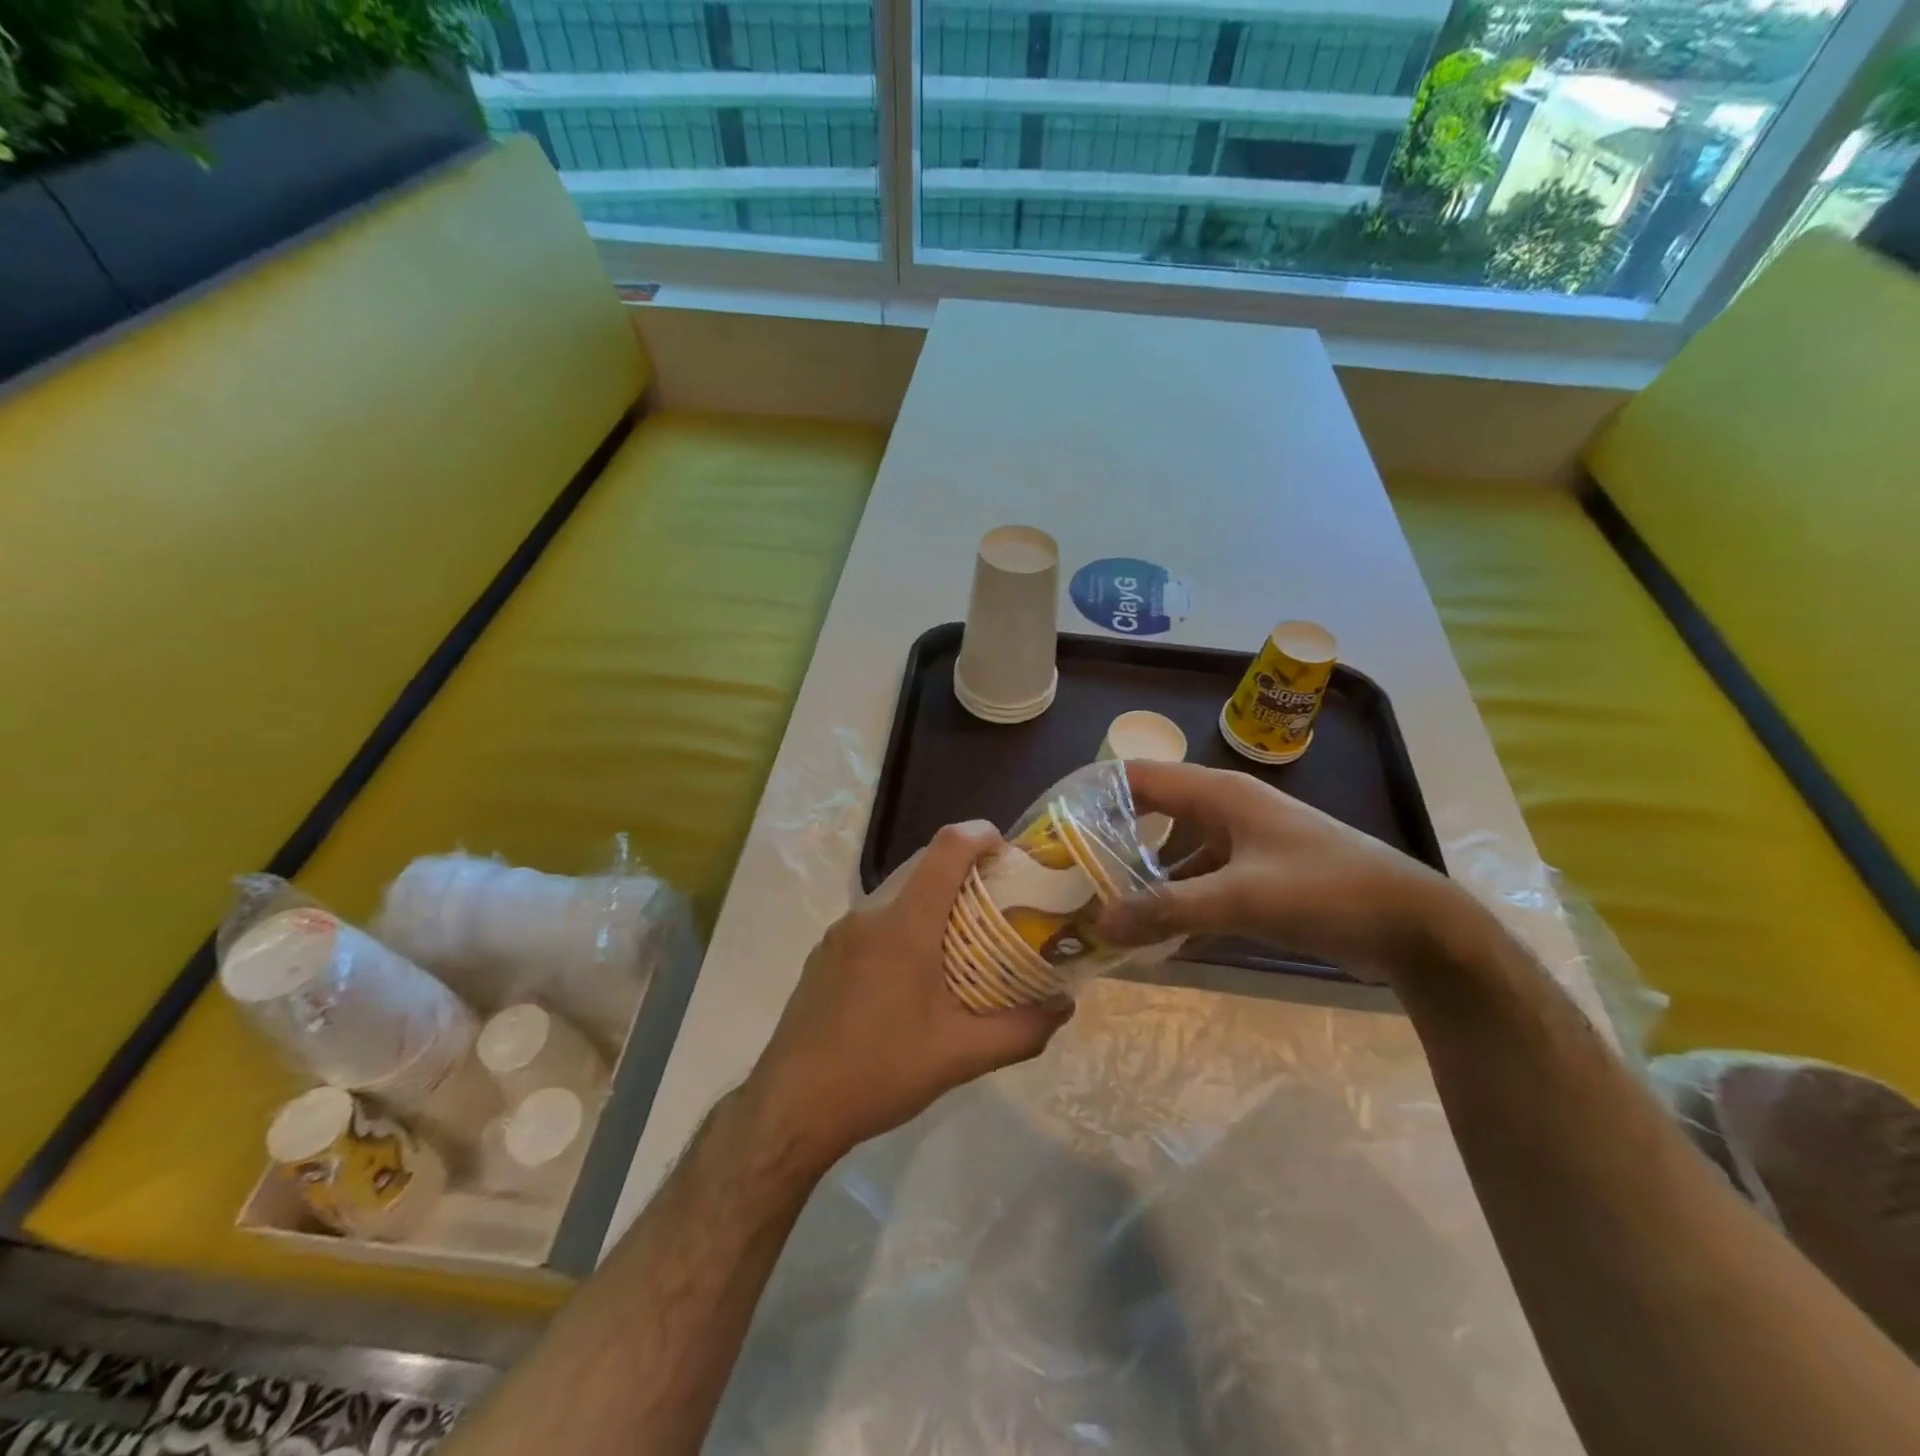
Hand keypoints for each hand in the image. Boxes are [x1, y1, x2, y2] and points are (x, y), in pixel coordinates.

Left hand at [747, 821, 1074, 1167]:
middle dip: (964, 867)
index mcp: (904, 924)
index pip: (946, 848)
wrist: (792, 1106)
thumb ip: (1021, 1030)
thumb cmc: (881, 1072)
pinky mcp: (825, 952)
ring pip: (896, 889)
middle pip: (922, 863)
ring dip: (933, 895)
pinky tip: (916, 969)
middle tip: (999, 900)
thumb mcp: (960, 1056)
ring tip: (964, 935)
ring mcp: (840, 931)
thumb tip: (1065, 1007)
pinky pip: (874, 917)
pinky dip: (905, 919)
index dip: (981, 834)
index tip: (1010, 850)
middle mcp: (869, 913)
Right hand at [1101, 760, 1474, 982]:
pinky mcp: (1256, 878)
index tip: (1052, 826)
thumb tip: (1098, 926)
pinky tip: (1151, 936)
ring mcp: (1241, 845)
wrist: (1415, 926)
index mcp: (1218, 794)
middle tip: (1067, 876)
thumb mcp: (1241, 898)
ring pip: (1173, 854)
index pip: (1137, 777)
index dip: (1093, 795)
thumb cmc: (1327, 891)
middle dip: (1109, 842)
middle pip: (1149, 815)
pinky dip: (1174, 903)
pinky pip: (1199, 883)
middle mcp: (1224, 811)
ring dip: (1141, 879)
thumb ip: (1166, 910)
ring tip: (1099, 909)